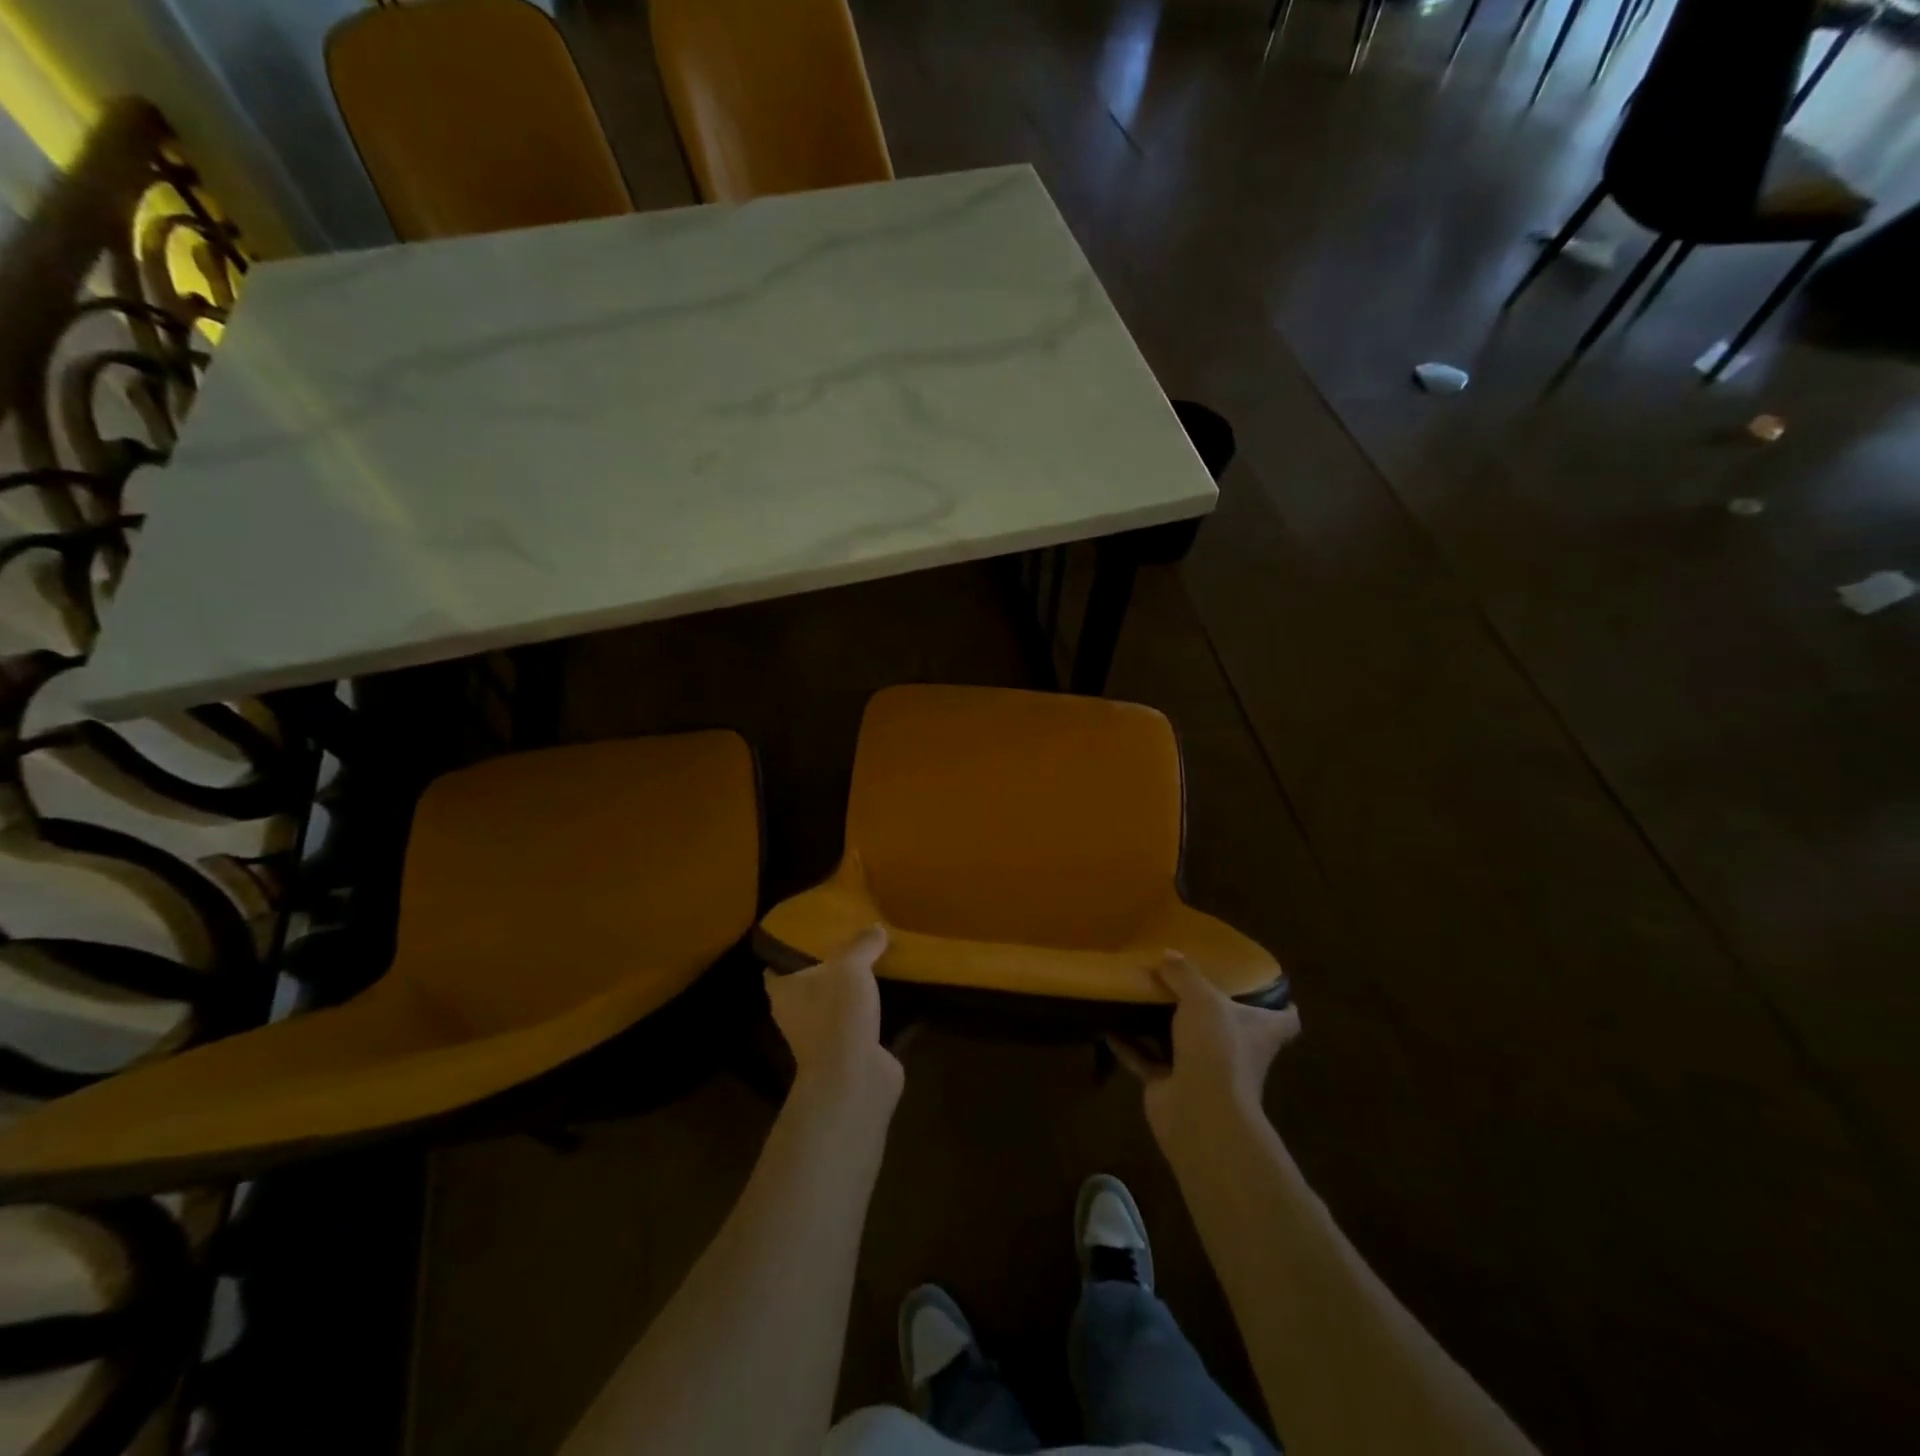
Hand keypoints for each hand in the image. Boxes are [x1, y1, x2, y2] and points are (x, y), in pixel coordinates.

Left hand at [765, 925, 902, 1104]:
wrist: (854, 1078)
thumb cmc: (838, 1015)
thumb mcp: (851, 967)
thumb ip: (862, 944)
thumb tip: (875, 927)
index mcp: (784, 992)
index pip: (776, 967)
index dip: (787, 950)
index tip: (807, 933)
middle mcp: (796, 1015)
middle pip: (807, 985)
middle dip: (825, 967)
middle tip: (848, 942)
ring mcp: (822, 1037)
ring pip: (833, 1005)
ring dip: (849, 991)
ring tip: (872, 964)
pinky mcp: (847, 1052)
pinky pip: (857, 1024)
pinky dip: (870, 1012)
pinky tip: (890, 995)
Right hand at [1110, 952, 1300, 1147]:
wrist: (1199, 1112)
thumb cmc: (1217, 1048)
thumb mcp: (1202, 998)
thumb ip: (1184, 974)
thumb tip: (1167, 954)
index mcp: (1258, 1031)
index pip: (1285, 1019)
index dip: (1280, 1004)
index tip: (1264, 986)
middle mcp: (1236, 1052)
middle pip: (1229, 1028)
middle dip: (1209, 1009)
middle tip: (1184, 980)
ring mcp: (1204, 1072)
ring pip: (1184, 1042)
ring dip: (1163, 1025)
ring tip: (1141, 996)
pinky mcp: (1171, 1087)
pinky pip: (1147, 1060)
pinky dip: (1129, 1045)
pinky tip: (1109, 1026)